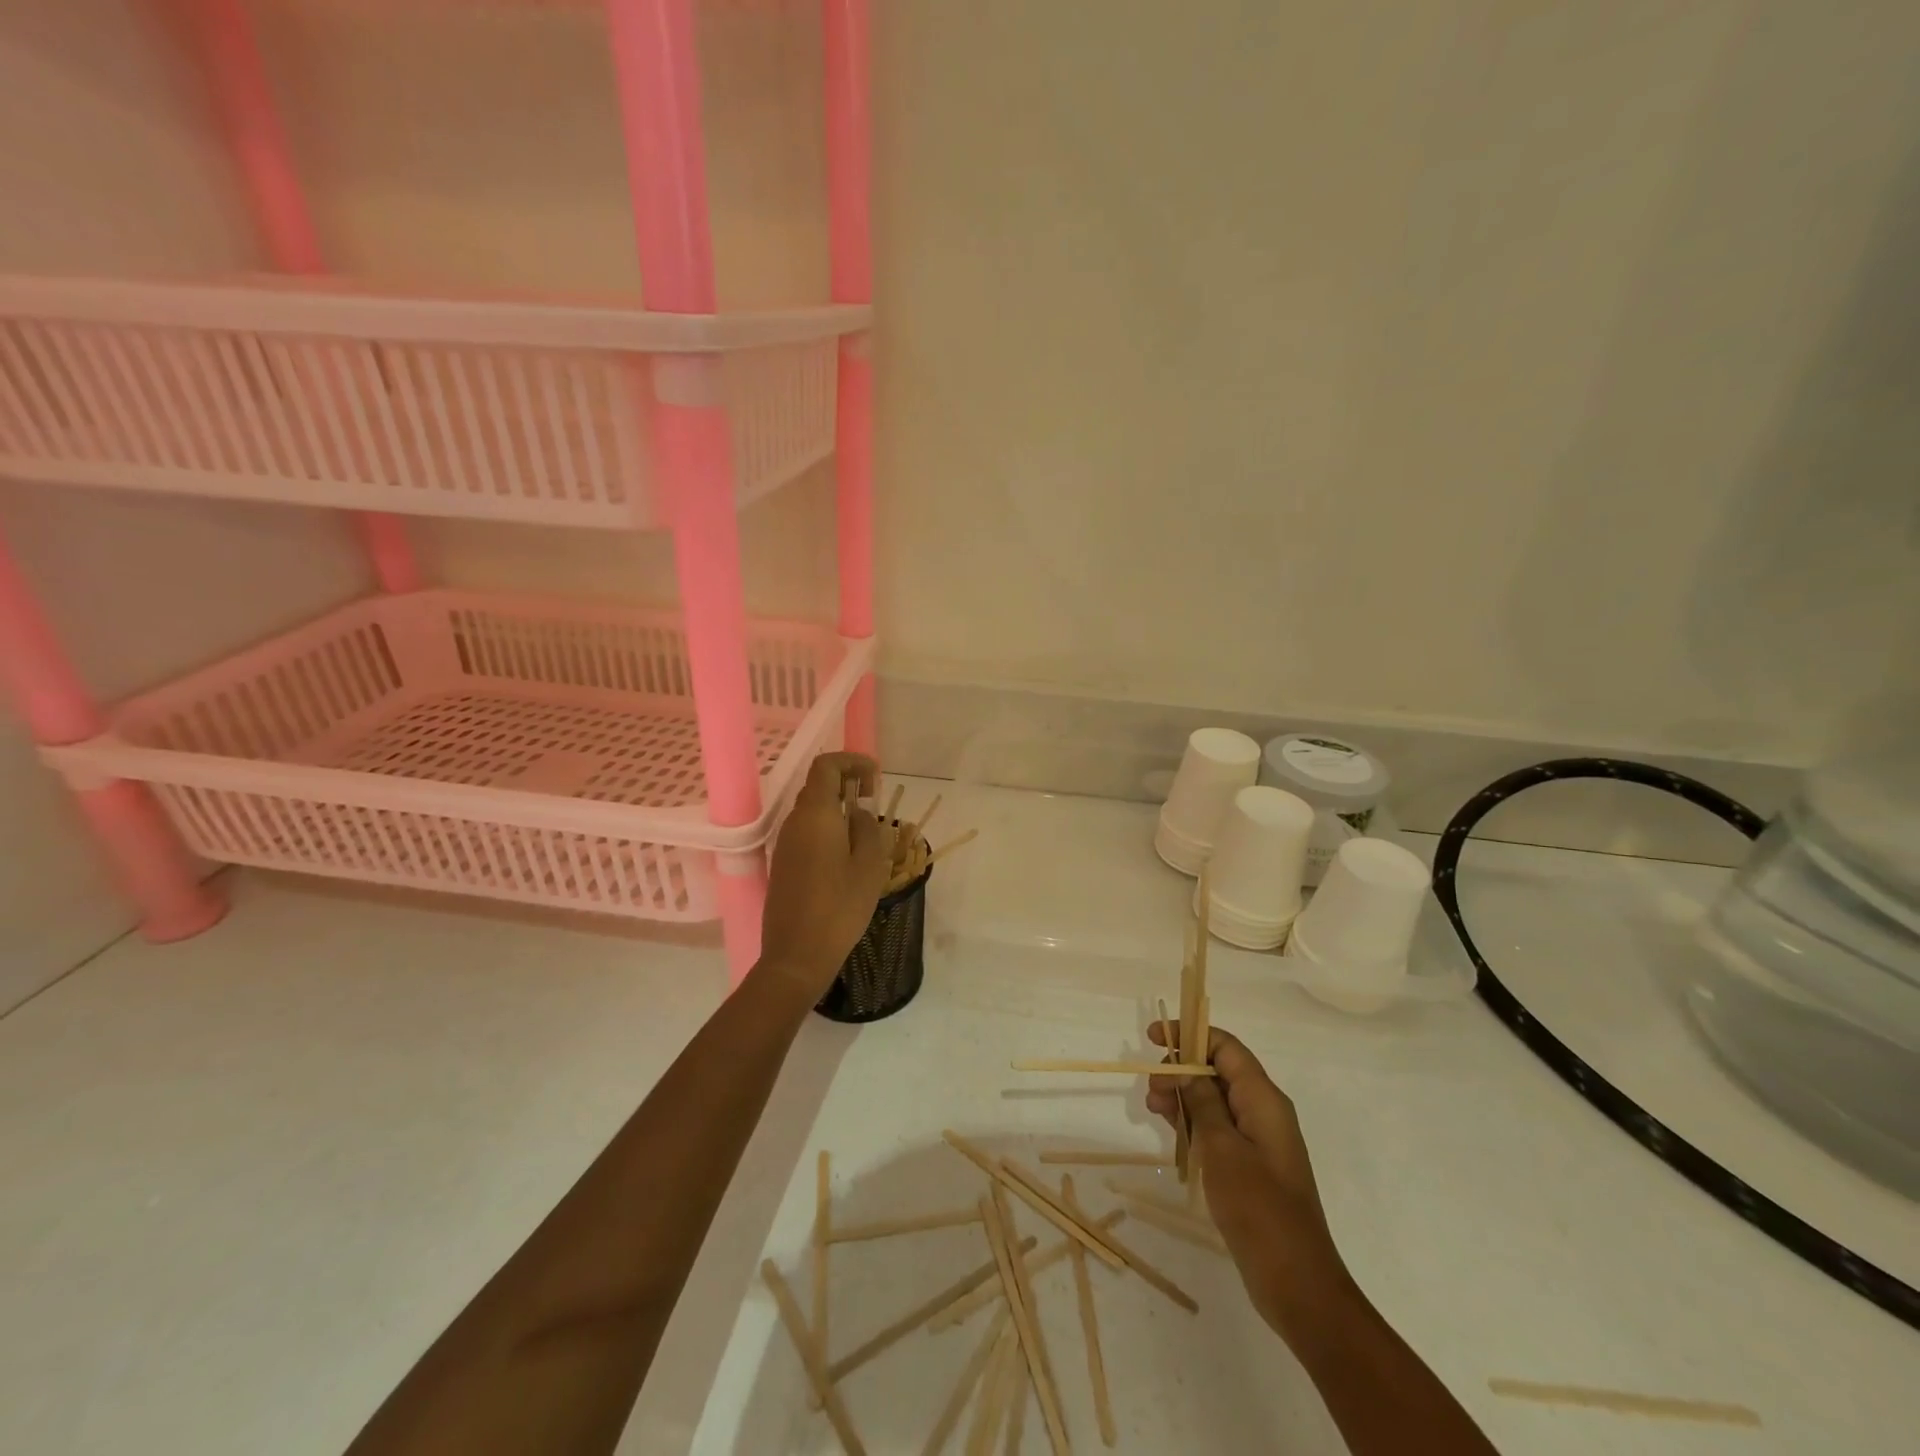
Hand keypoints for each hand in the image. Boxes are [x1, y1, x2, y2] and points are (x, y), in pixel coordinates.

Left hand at [760, 752, 890, 995]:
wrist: (796, 955)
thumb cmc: (839, 908)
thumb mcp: (869, 866)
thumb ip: (867, 829)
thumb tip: (858, 813)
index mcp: (816, 815)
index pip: (827, 766)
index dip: (852, 762)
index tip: (876, 778)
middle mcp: (795, 822)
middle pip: (818, 786)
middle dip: (848, 784)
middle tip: (874, 801)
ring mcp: (785, 844)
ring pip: (812, 811)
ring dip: (838, 808)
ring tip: (866, 830)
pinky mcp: (784, 865)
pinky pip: (807, 833)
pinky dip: (828, 829)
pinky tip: (848, 855)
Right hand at [1147, 1022, 1355, 1339]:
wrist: (1297, 1283)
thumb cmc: (1259, 1208)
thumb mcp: (1222, 1148)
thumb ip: (1201, 1101)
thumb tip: (1185, 1069)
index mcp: (1263, 1099)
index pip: (1226, 1046)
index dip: (1191, 1034)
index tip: (1155, 1037)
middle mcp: (1263, 1111)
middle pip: (1218, 1070)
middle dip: (1181, 1069)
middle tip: (1151, 1087)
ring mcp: (1258, 1140)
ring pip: (1214, 1099)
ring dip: (1182, 1096)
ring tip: (1152, 1107)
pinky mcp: (1250, 1165)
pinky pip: (1217, 1128)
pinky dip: (1192, 1122)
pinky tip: (1170, 1128)